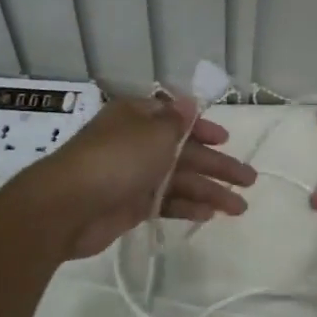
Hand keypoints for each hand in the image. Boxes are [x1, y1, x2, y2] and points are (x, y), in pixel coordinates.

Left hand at [31, 93, 255, 260]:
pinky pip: (165, 203)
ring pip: (178, 180)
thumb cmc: (115, 159)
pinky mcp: (129, 206)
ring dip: (208, 191)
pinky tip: (209, 215)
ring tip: (239, 207)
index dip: (202, 129)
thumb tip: (189, 101)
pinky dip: (187, 207)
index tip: (226, 140)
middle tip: (249, 179)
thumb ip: (177, 122)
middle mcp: (135, 144)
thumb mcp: (153, 133)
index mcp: (137, 118)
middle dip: (216, 165)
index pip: (176, 119)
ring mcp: (132, 176)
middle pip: (184, 152)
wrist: (67, 207)